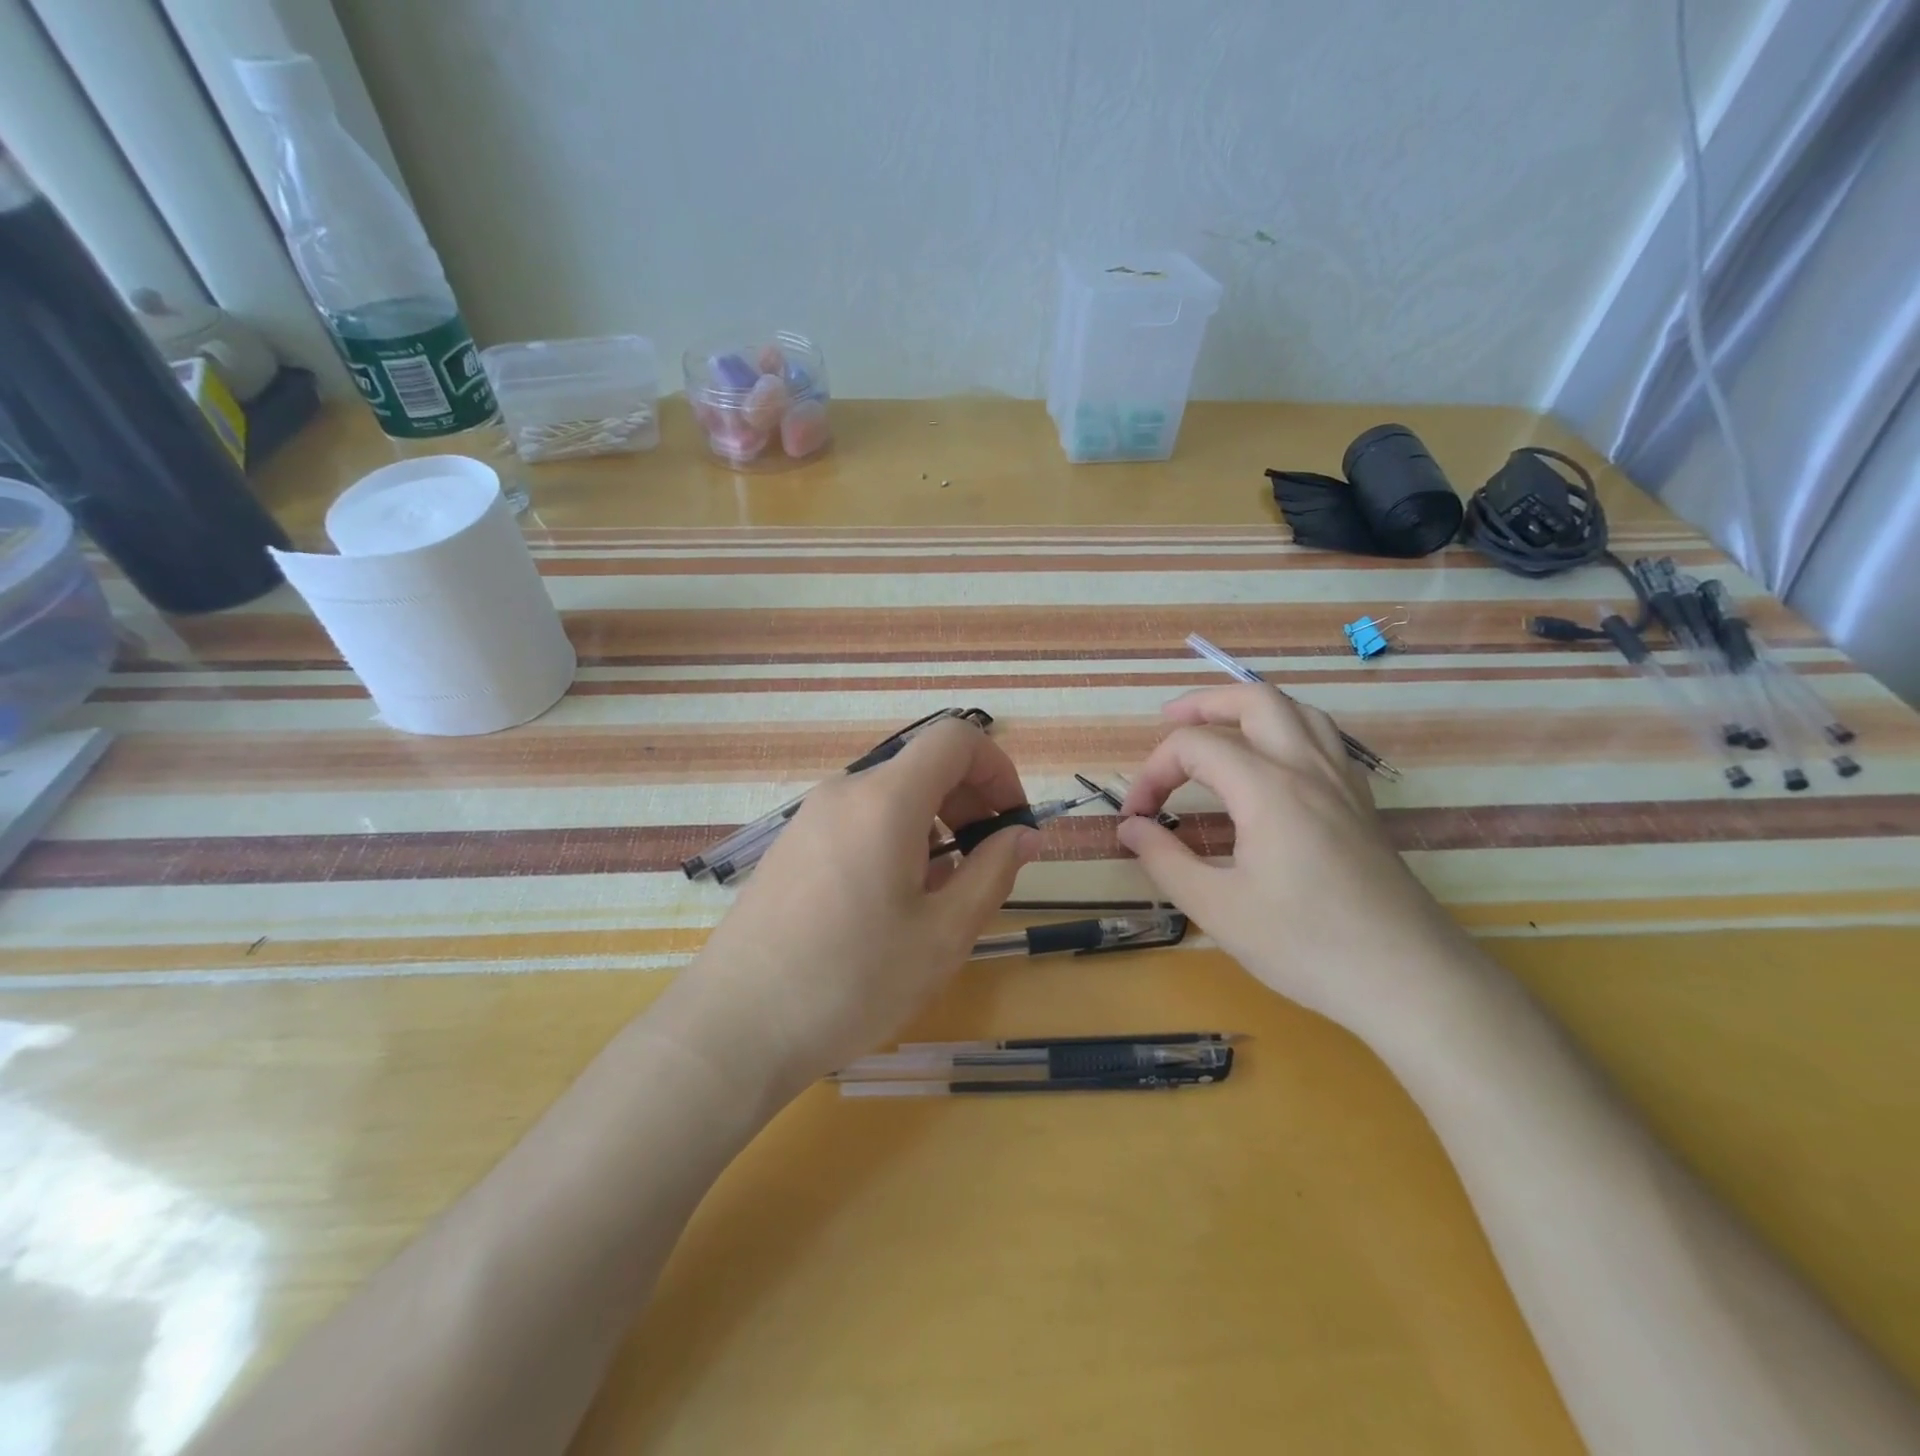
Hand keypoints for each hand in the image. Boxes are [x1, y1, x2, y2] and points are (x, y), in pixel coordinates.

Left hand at [661, 717, 1040, 1099]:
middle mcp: (844, 792)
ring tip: (942, 891)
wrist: (735, 1026)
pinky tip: (893, 901)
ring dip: (934, 825)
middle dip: (969, 801)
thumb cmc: (851, 981)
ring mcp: (810, 817)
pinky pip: (858, 820)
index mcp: (885, 799)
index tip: (1013, 821)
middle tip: (986, 863)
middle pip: (922, 766)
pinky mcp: (791, 846)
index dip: (997, 767)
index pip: (955, 739)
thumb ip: (993, 873)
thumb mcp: (942, 935)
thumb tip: (1025, 835)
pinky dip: (895, 839)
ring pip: (891, 796)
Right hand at [1117, 685, 1473, 1037]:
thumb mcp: (1217, 908)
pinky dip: (1289, 731)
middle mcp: (1307, 769)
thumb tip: (1130, 826)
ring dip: (1251, 709)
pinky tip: (1276, 764)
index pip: (1195, 747)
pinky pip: (1325, 740)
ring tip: (1220, 729)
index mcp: (1268, 788)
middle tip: (1168, 720)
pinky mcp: (1362, 805)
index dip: (1153, 773)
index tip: (1137, 818)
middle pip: (1255, 700)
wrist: (1410, 980)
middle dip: (1204, 703)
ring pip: (1298, 712)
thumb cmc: (1306, 945)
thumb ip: (1164, 859)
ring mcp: (1343, 783)